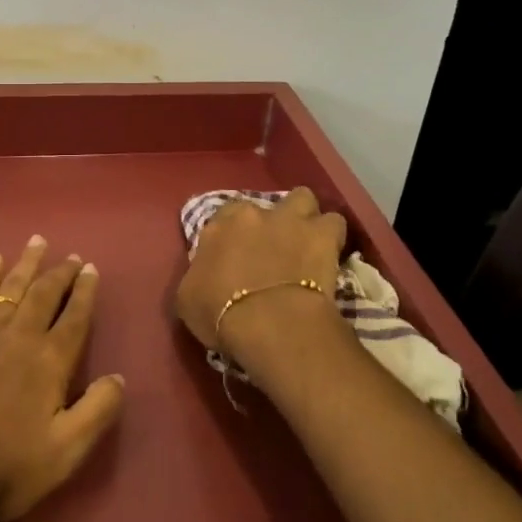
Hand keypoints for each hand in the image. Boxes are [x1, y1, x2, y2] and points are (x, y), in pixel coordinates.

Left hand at [0, 238, 125, 521]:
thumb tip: (119, 378)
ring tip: (37, 241)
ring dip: (27, 263)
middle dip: (60, 273)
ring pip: (13, 286)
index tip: (91, 269)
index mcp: (52, 360)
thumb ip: (97, 411)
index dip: (85, 291)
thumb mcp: (67, 450)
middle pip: (45, 293)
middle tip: (72, 256)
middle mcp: (23, 336)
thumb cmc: (9, 465)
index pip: (75, 316)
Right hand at [175, 189, 345, 365]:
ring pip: (302, 199)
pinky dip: (332, 236)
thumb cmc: (220, 312)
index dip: (232, 235)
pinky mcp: (322, 235)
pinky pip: (334, 224)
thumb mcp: (187, 298)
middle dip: (268, 223)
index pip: (223, 218)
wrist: (270, 322)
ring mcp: (290, 219)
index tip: (236, 255)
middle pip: (263, 206)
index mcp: (218, 226)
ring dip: (304, 217)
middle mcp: (253, 213)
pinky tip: (330, 253)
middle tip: (272, 249)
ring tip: (306, 240)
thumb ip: (197, 276)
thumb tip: (205, 276)